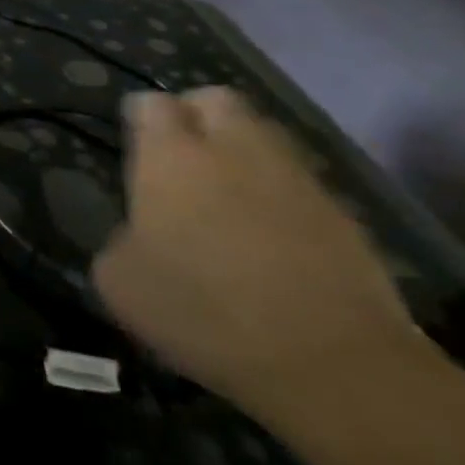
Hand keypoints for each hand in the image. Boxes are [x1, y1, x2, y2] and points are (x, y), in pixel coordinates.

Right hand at [92, 88, 417, 419]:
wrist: (333, 364)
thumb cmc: (203, 312)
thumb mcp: (119, 282)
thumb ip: (119, 240)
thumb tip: (137, 236)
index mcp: (170, 157)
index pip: (150, 104)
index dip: (139, 116)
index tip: (133, 141)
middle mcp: (233, 150)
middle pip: (216, 100)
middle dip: (196, 114)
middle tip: (182, 154)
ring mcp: (295, 179)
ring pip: (265, 136)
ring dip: (243, 151)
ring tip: (228, 193)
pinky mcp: (344, 216)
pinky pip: (300, 184)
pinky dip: (280, 195)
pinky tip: (270, 236)